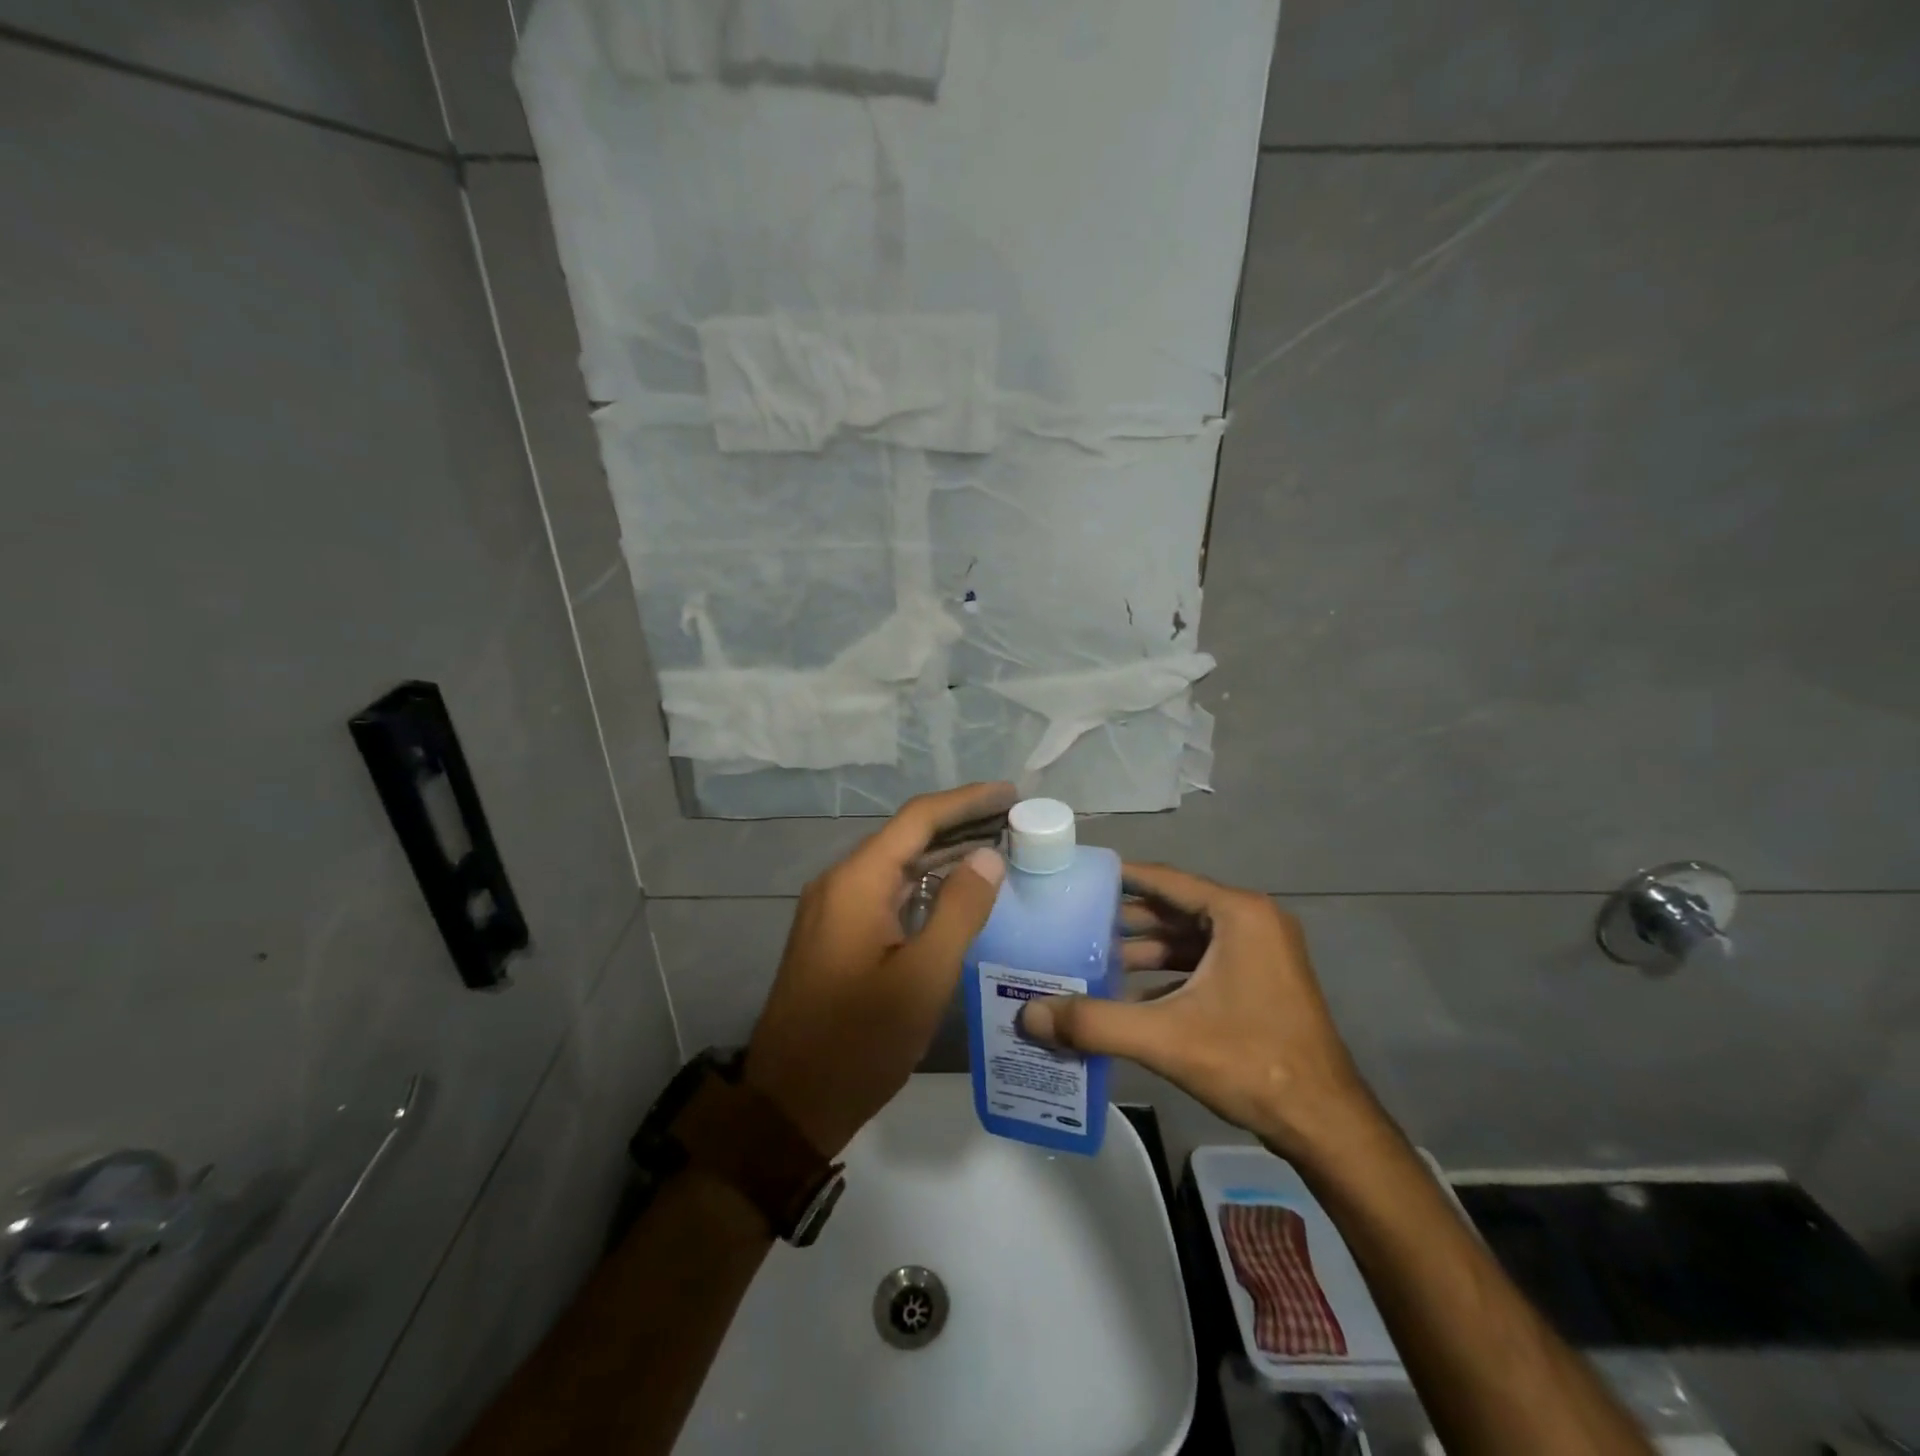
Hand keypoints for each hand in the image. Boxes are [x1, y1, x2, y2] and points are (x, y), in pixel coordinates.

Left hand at [743, 782, 1015, 1155]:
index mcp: (856, 882)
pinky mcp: (835, 934)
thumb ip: (959, 910)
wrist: (789, 1104)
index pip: (918, 819)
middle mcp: (839, 883)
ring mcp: (833, 909)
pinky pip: (886, 892)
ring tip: (998, 848)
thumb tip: (989, 855)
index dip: (967, 801)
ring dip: (944, 854)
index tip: (1011, 793)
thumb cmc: (859, 1042)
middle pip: (906, 837)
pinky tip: (957, 893)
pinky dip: (924, 884)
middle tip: (1015, 821)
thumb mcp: (922, 978)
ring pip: (896, 865)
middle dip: (961, 824)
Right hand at [1018, 863, 1374, 1159]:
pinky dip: (1166, 973)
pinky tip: (1127, 995)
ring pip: (1186, 938)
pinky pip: (1201, 963)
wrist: (1326, 1124)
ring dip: (1142, 949)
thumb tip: (1028, 1014)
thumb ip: (1094, 1023)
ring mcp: (1259, 953)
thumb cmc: (1251, 1062)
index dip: (1116, 878)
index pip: (1163, 879)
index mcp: (1237, 914)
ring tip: (1090, 960)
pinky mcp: (1259, 982)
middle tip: (1071, 924)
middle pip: (1173, 908)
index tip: (1073, 879)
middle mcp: (1251, 921)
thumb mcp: (1165, 1038)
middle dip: (1122, 919)